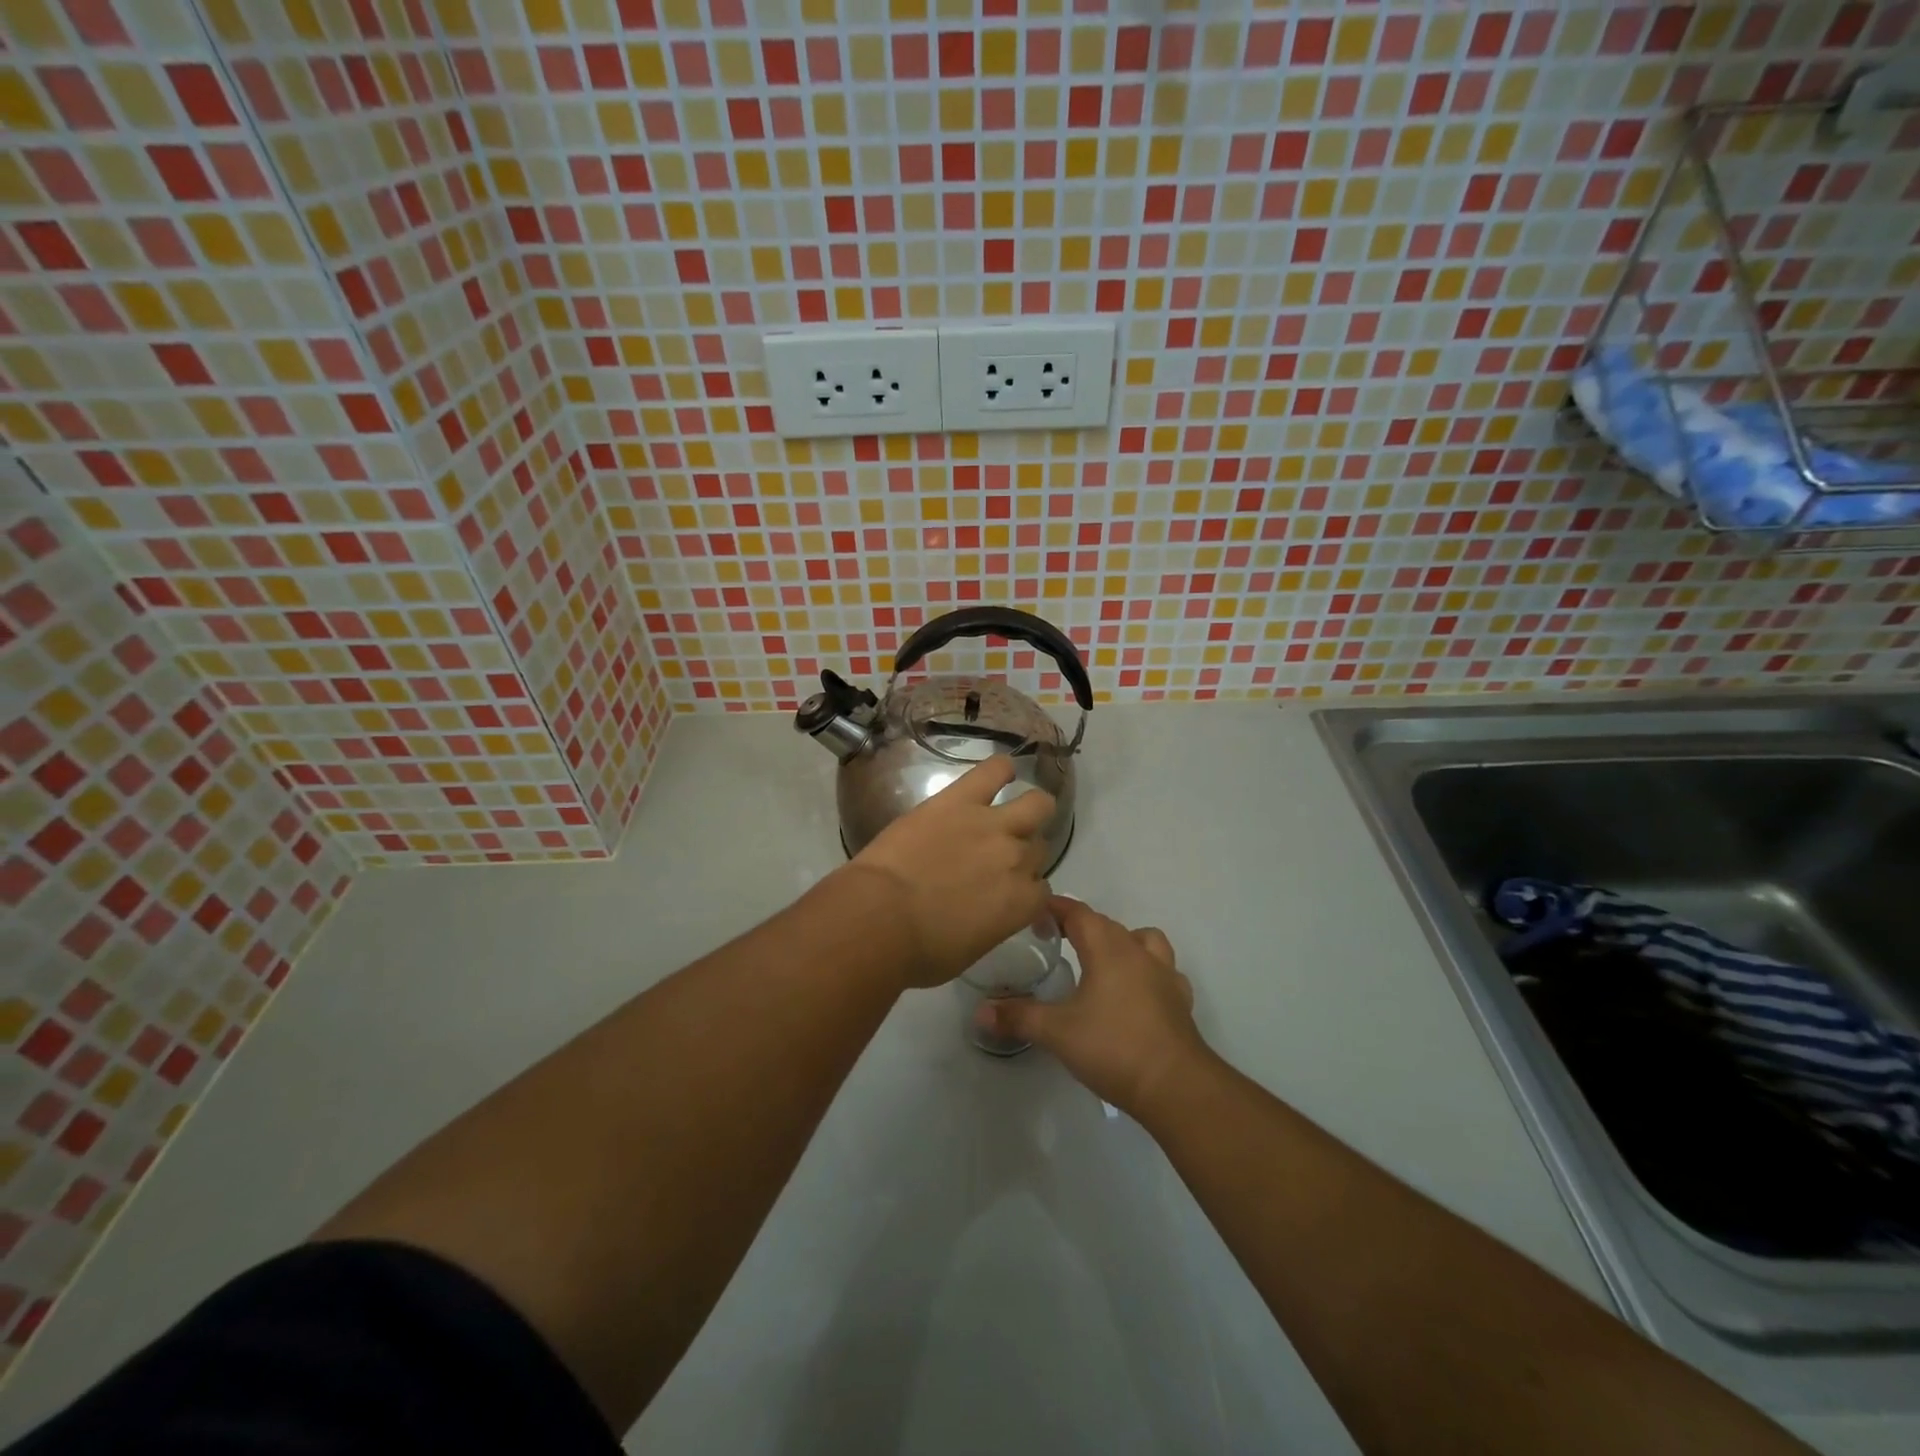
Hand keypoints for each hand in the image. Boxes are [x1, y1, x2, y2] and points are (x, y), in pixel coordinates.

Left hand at [845, 756, 1054, 988]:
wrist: (880, 918)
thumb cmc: (919, 950)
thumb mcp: (969, 950)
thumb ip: (992, 925)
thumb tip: (987, 914)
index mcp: (1021, 903)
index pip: (1042, 891)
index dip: (1026, 892)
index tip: (1011, 896)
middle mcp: (1017, 859)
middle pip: (1038, 848)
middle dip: (1024, 854)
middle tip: (998, 859)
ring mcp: (991, 825)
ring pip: (1036, 805)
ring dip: (1031, 810)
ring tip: (1014, 812)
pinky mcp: (960, 800)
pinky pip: (993, 772)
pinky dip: (1001, 769)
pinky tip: (1002, 771)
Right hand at [977, 896, 1209, 1114]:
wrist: (1175, 1086)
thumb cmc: (1113, 1047)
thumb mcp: (1056, 1032)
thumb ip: (1018, 1017)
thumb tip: (980, 1011)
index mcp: (1108, 948)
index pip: (1078, 912)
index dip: (1055, 908)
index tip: (1033, 912)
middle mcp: (1138, 951)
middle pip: (1107, 924)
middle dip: (1080, 925)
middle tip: (1054, 939)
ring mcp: (1164, 975)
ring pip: (1143, 940)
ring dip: (1121, 942)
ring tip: (1102, 962)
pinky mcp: (1180, 1000)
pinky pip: (1164, 972)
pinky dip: (1148, 973)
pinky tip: (1136, 993)